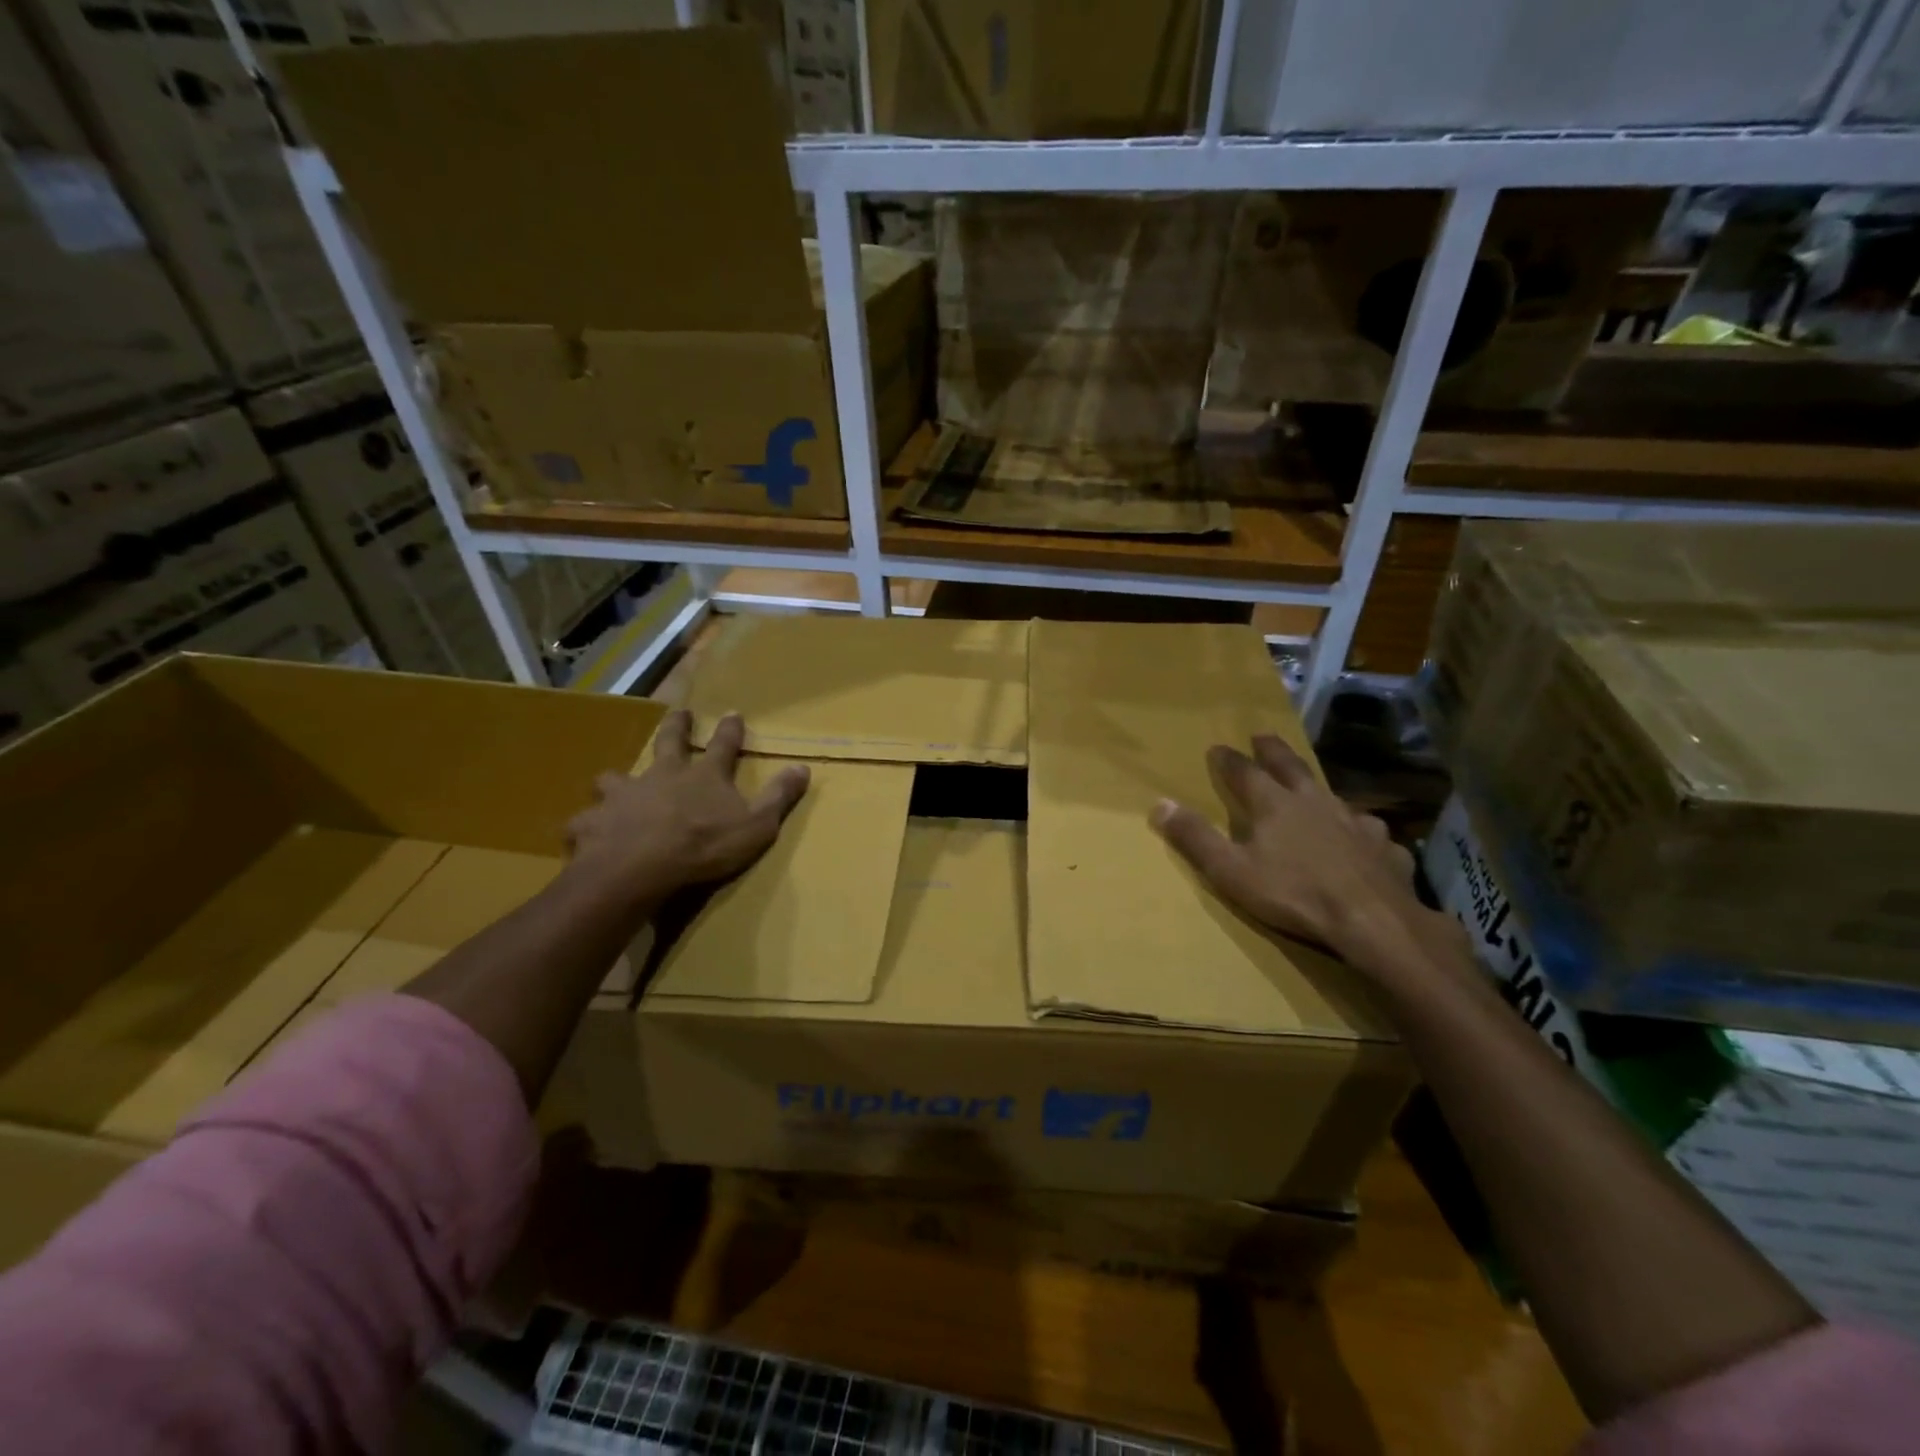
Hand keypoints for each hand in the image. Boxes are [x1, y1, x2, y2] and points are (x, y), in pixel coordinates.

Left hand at [566, 710, 809, 899]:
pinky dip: (588, 826)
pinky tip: (586, 835)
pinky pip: (586, 821)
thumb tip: (803, 768)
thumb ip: (779, 797)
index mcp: (703, 776)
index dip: (730, 730)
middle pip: (668, 742)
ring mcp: (623, 795)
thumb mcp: (757, 824)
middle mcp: (662, 776)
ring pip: (615, 779)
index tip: (733, 713)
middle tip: (678, 713)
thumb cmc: (704, 845)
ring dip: (617, 781)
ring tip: (613, 785)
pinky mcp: (593, 822)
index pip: (723, 746)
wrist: (640, 867)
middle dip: (676, 726)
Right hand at [1151, 734, 1451, 979]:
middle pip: (1291, 767)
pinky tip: (1364, 841)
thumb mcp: (1230, 870)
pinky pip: (1370, 833)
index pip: (1244, 772)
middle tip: (1262, 736)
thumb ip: (1195, 838)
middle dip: (1273, 751)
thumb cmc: (1293, 893)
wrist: (1371, 920)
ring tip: (1315, 791)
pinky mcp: (1384, 847)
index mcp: (1274, 805)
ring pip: (1333, 796)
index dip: (1228, 760)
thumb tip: (1160, 804)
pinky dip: (1360, 832)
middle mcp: (1315, 802)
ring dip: (1319, 790)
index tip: (1217, 748)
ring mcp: (1355, 822)